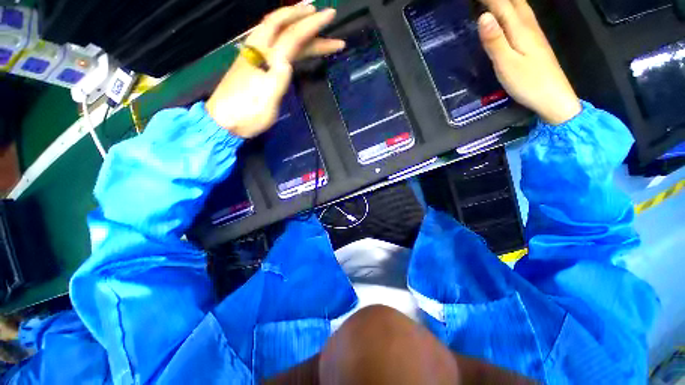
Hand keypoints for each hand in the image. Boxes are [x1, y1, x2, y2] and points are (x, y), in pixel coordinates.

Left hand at [206, 5, 344, 137]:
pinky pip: (275, 45)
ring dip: (298, 26)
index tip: (329, 15)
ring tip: (315, 26)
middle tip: (324, 15)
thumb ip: (278, 79)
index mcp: (265, 59)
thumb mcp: (267, 101)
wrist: (224, 121)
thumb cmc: (248, 114)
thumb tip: (289, 62)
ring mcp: (255, 56)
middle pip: (283, 25)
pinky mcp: (255, 64)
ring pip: (279, 34)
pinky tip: (296, 42)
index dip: (311, 25)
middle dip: (304, 18)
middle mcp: (259, 51)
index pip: (292, 35)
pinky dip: (289, 39)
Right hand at [477, 0, 581, 124]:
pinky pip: (522, 14)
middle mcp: (528, 25)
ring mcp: (533, 32)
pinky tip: (510, 8)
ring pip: (519, 5)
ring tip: (493, 0)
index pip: (501, 4)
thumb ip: (495, 41)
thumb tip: (482, 17)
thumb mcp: (506, 64)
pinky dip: (513, 6)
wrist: (553, 97)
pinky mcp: (534, 41)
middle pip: (513, 0)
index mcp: (519, 28)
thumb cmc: (528, 83)